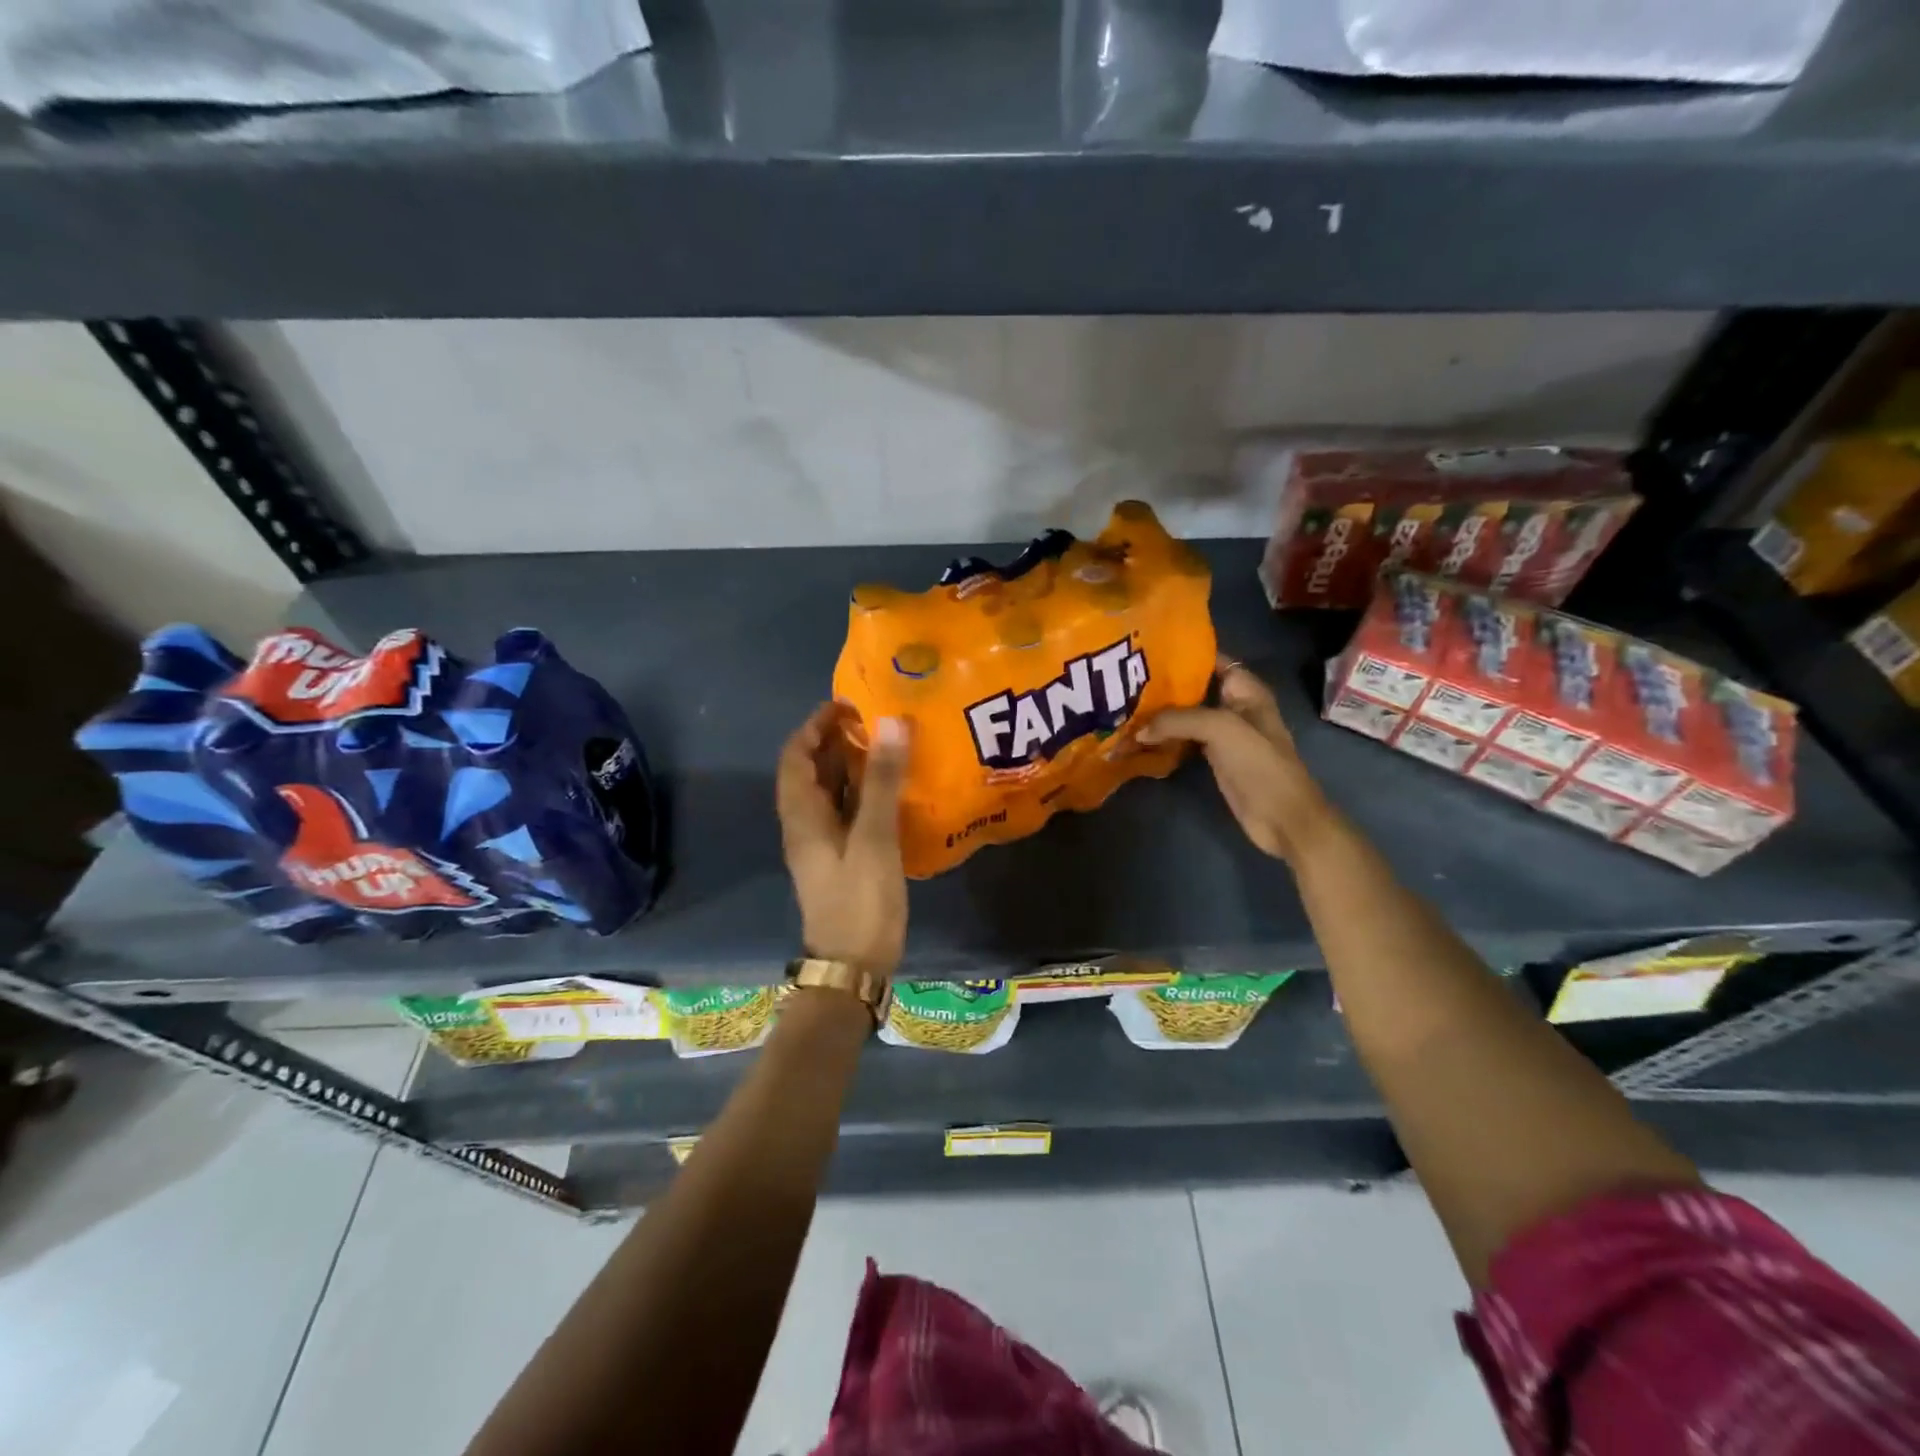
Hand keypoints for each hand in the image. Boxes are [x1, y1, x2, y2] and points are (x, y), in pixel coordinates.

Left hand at [776, 703, 909, 975]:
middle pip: (811, 771)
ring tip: (886, 745)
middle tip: (874, 721)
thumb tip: (891, 722)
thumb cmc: (860, 901)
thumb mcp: (873, 838)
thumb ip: (881, 781)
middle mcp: (806, 825)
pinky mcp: (842, 858)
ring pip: (829, 792)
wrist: (854, 967)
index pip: (795, 756)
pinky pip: (847, 812)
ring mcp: (823, 844)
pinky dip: (863, 791)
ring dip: (849, 765)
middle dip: (835, 741)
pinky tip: (892, 788)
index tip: (848, 705)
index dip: (815, 726)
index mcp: (802, 816)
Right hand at [1138, 656, 1326, 861]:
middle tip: (1124, 682)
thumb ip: (1178, 720)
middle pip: (1194, 687)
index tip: (1146, 651)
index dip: (1183, 653)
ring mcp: (1223, 733)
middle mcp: (1233, 706)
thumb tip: (1138, 730)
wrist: (1282, 818)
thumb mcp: (1221, 729)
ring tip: (1124, 706)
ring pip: (1185, 714)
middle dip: (1163, 684)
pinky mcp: (1213, 757)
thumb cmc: (1260, 764)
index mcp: (1246, 690)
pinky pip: (1183, 739)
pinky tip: (1137, 736)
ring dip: (1159, 713)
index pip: (1211, 659)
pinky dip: (1163, 737)